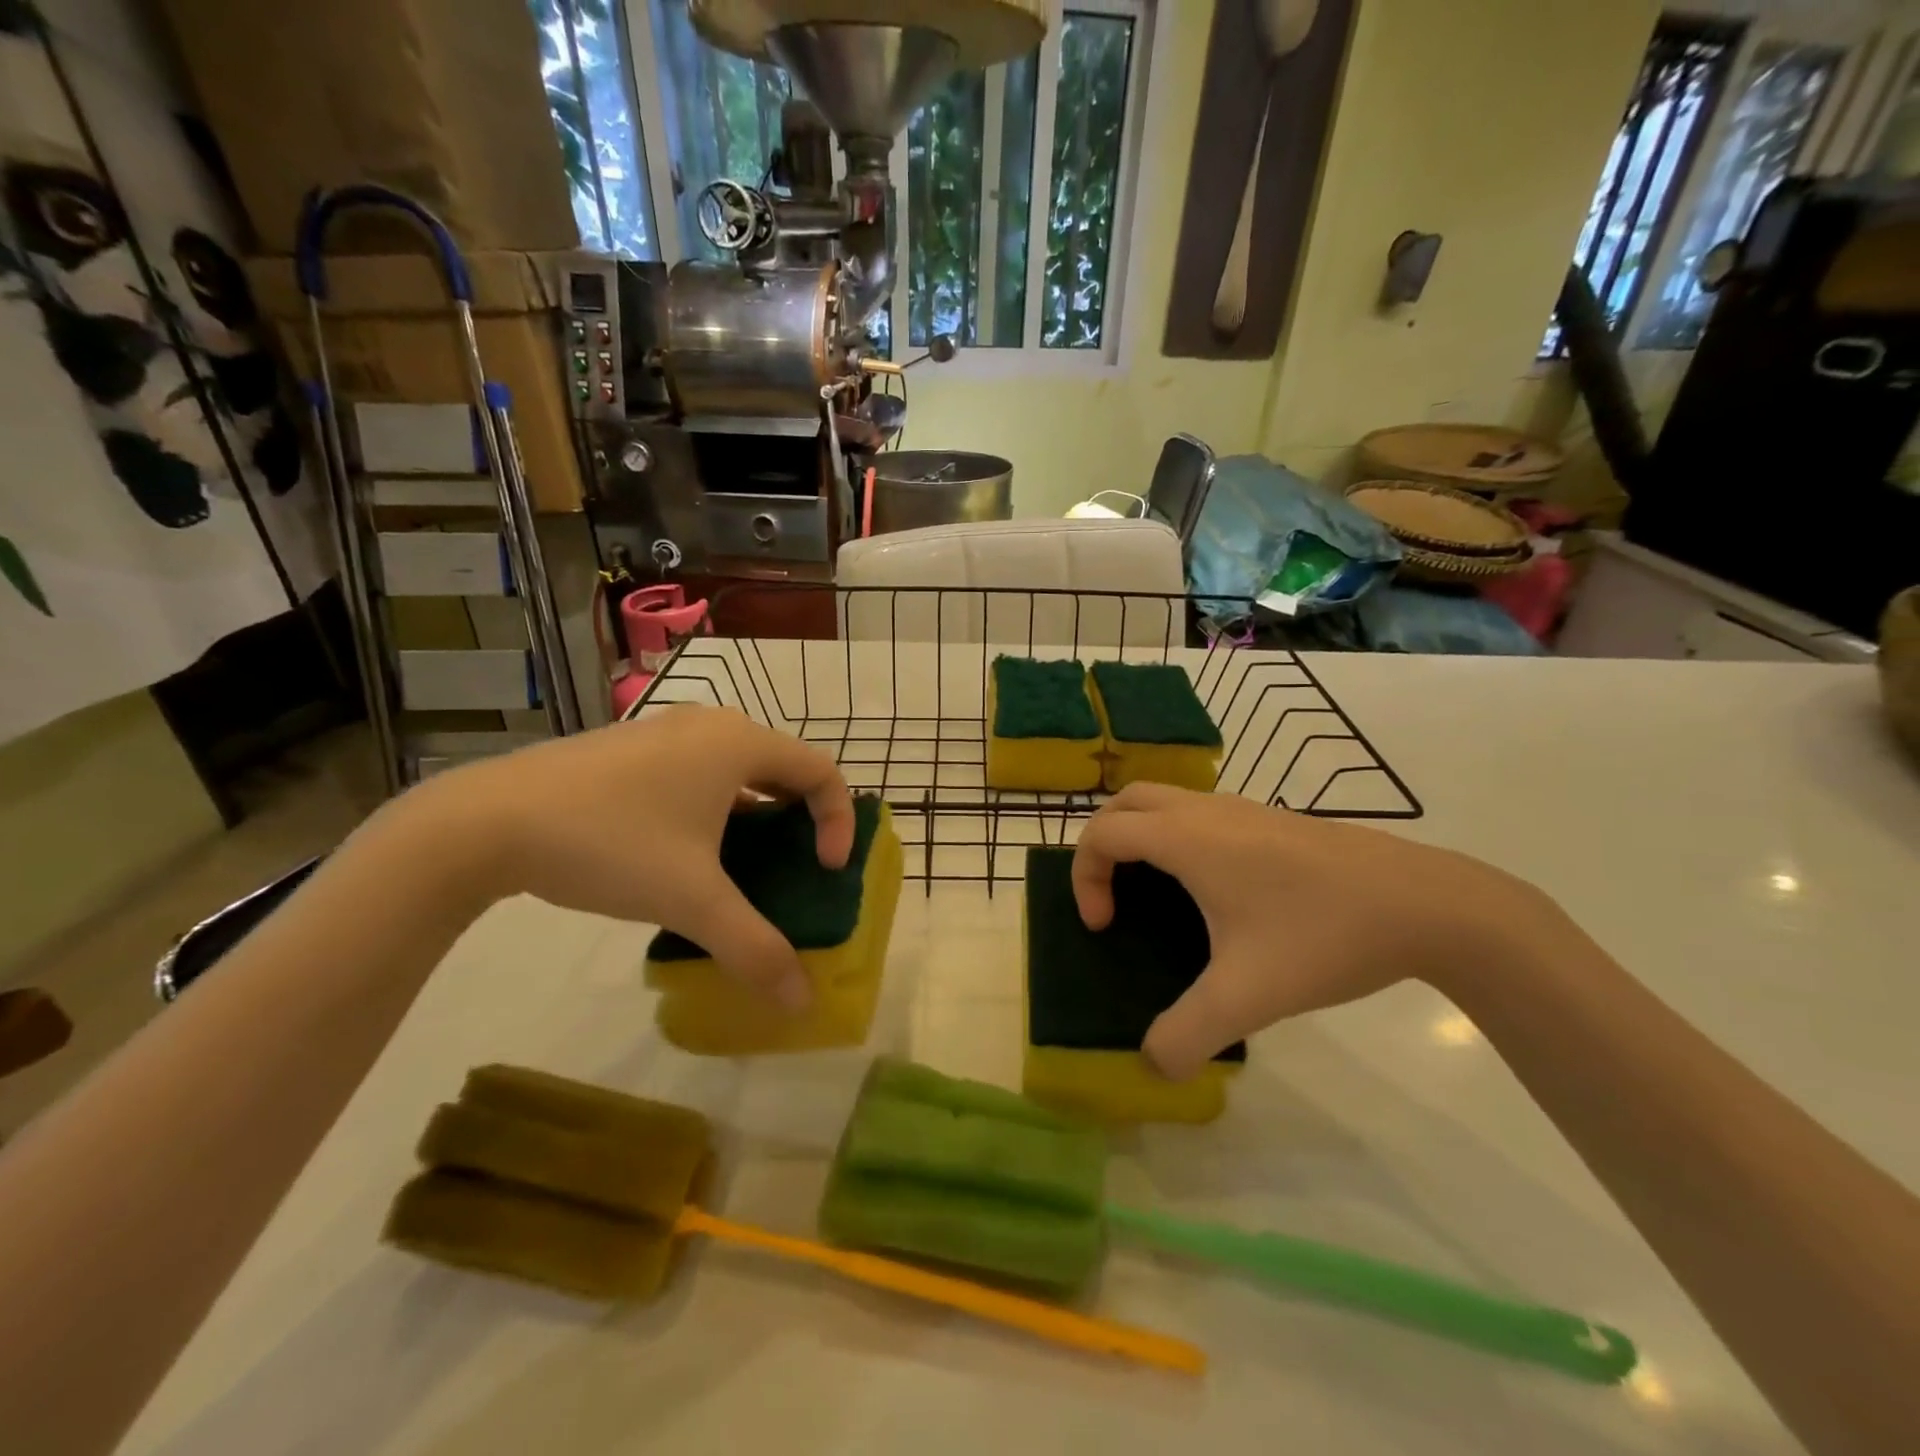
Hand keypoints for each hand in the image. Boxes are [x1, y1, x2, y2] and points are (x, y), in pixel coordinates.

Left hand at [414, 706, 853, 1010]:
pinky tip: (684, 853)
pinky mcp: (630, 748)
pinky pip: (698, 771)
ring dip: (756, 813)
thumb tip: (801, 1003)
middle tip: (793, 867)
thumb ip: (754, 948)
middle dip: (799, 818)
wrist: (486, 822)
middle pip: (782, 766)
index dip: (837, 822)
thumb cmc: (611, 843)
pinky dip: (715, 807)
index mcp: (739, 743)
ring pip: (736, 769)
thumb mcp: (691, 900)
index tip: (824, 871)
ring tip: (743, 865)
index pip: (821, 772)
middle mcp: (710, 725)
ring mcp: (665, 731)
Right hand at [1071, 784, 1547, 1079]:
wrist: (1425, 904)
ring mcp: (1242, 808)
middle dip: (1103, 843)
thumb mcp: (1248, 996)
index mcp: (1187, 839)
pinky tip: (1213, 891)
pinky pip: (1200, 812)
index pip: (1103, 832)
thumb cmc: (1324, 936)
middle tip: (1113, 894)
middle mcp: (1206, 811)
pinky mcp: (1272, 819)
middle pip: (1127, 802)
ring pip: (1167, 800)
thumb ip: (1189, 1034)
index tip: (1104, 925)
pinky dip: (1178, 836)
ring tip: (1155, 893)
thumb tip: (1153, 1065)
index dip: (1085, 876)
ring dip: (1142, 835)